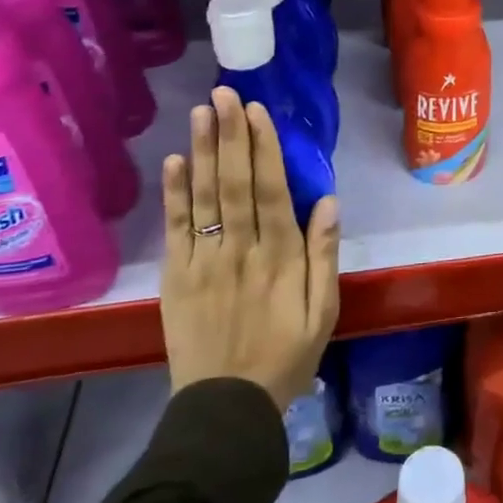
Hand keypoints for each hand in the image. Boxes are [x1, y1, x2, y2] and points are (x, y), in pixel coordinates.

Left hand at [160, 88, 340, 408]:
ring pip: (204, 197)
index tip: (257, 112)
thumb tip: (327, 202)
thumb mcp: (323, 313)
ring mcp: (203, 262)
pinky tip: (176, 160)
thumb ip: (324, 256)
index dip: (264, 148)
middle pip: (234, 183)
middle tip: (224, 93)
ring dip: (204, 151)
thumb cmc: (285, 357)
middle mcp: (240, 250)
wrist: (225, 408)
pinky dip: (174, 193)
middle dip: (231, 135)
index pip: (271, 190)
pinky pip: (176, 228)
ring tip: (202, 112)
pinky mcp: (177, 277)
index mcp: (280, 257)